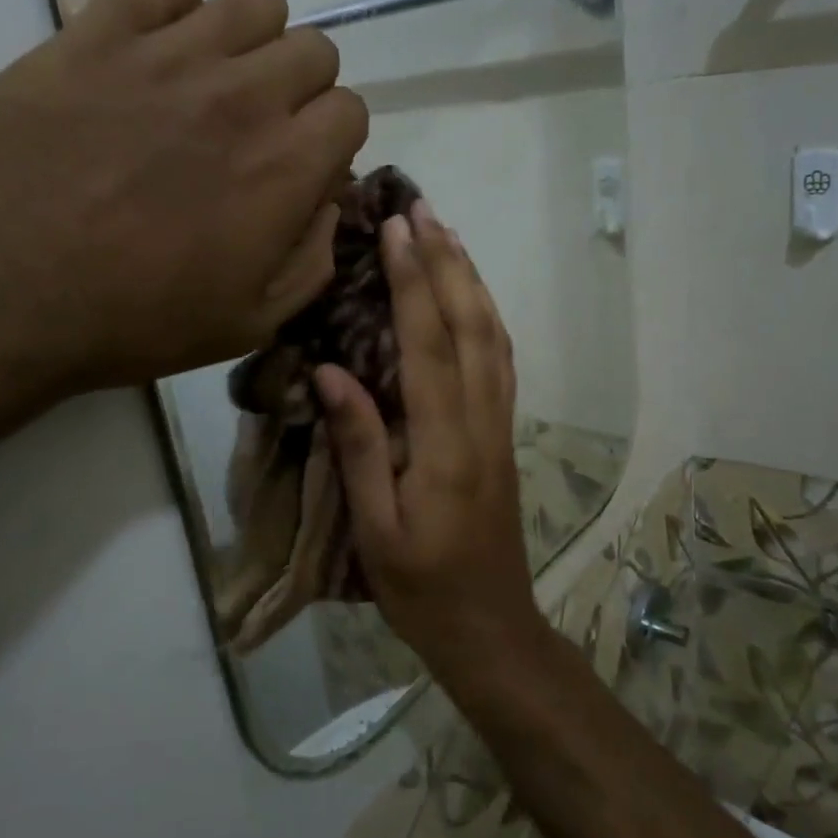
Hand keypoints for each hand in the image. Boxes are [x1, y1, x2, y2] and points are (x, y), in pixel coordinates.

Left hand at [0, 0, 365, 407]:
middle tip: (255, 130)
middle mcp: (244, 96)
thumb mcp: (248, 324)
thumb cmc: (130, 322)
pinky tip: (153, 43)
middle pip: (313, 49)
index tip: (298, 170)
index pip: (350, 110)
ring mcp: (169, 54)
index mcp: (286, 168)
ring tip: (210, 81)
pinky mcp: (97, 31)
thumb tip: (327, 203)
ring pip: (256, 1)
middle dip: (300, 89)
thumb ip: (310, 260)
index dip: (330, 142)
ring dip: (251, 39)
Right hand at [313, 200, 543, 672]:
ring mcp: (500, 427)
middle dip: (447, 262)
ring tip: (448, 235)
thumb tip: (333, 373)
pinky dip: (488, 317)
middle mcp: (481, 422)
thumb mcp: (375, 529)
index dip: (415, 283)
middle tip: (423, 208)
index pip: (430, 345)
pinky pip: (501, 362)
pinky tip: (473, 298)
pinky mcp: (504, 435)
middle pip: (471, 326)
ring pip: (494, 338)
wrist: (490, 628)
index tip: (399, 230)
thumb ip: (359, 448)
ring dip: (472, 281)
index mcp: (445, 445)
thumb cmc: (421, 588)